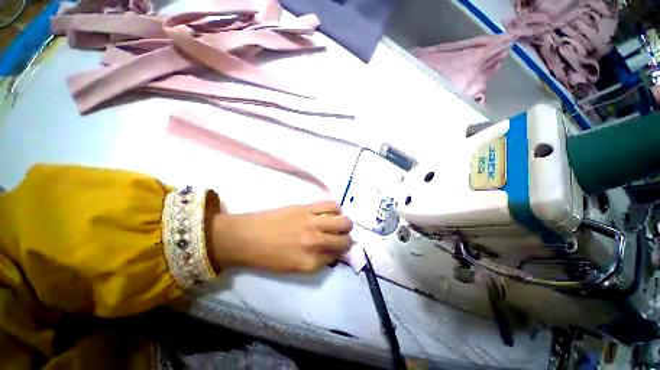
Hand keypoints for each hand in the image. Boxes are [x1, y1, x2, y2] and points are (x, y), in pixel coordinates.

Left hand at [207, 201, 352, 272]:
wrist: (245, 237)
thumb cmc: (266, 257)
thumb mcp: (292, 268)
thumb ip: (316, 261)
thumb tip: (332, 252)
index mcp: (310, 263)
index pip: (337, 257)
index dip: (339, 252)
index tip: (338, 249)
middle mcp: (315, 243)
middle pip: (345, 241)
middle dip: (347, 239)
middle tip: (342, 236)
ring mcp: (312, 223)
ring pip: (343, 221)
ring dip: (345, 224)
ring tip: (339, 223)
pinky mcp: (307, 208)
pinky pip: (331, 206)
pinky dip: (336, 209)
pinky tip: (332, 211)